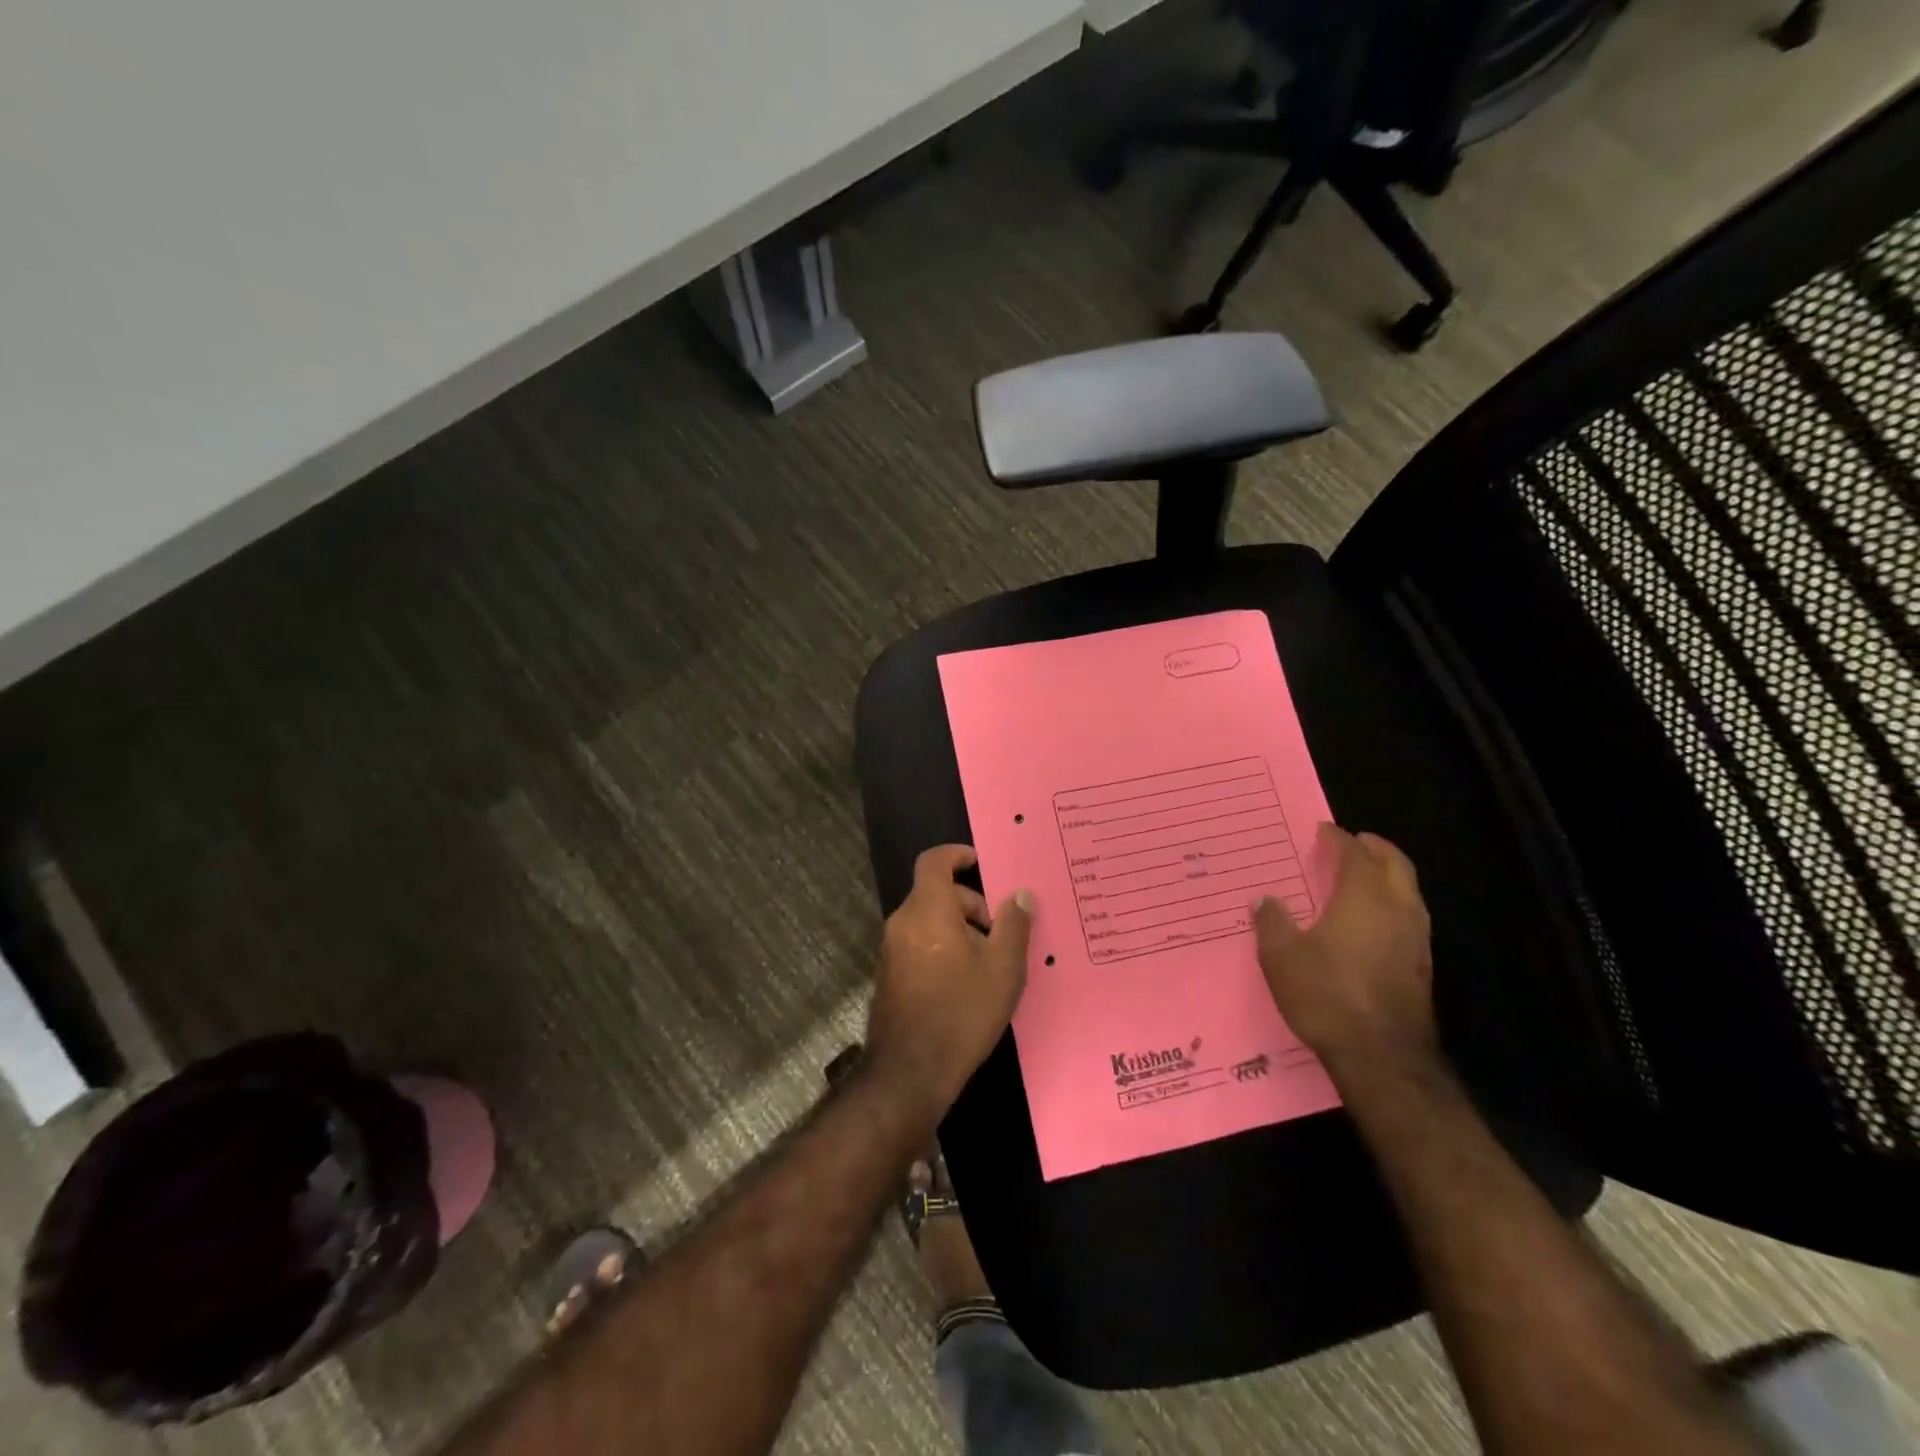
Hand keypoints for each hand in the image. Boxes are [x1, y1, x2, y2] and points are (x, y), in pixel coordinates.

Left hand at [865, 846, 1033, 1119]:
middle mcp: (904, 922)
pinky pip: (920, 944)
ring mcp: (892, 950)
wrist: (909, 1071)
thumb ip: (1014, 925)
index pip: (935, 861)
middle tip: (1000, 931)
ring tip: (990, 961)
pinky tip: (967, 982)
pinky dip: (944, 947)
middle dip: (970, 903)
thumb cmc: (962, 1012)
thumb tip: (1021, 894)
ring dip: (959, 928)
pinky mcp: (891, 975)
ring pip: (929, 920)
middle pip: (936, 893)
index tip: (982, 863)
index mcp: (928, 910)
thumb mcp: (1002, 969)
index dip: (957, 855)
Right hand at [1253, 823, 1435, 1073]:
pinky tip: (1370, 922)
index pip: (1355, 853)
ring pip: (1408, 891)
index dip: (1339, 838)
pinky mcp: (1422, 966)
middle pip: (1395, 864)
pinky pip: (1409, 917)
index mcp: (1363, 897)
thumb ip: (1272, 922)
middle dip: (1375, 849)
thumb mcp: (1281, 956)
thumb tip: (1265, 900)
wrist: (1382, 1057)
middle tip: (1354, 843)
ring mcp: (1416, 939)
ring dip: (1387, 876)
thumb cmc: (1327, 995)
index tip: (1323, 831)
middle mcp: (1397, 909)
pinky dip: (1391, 904)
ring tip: (1361, 878)